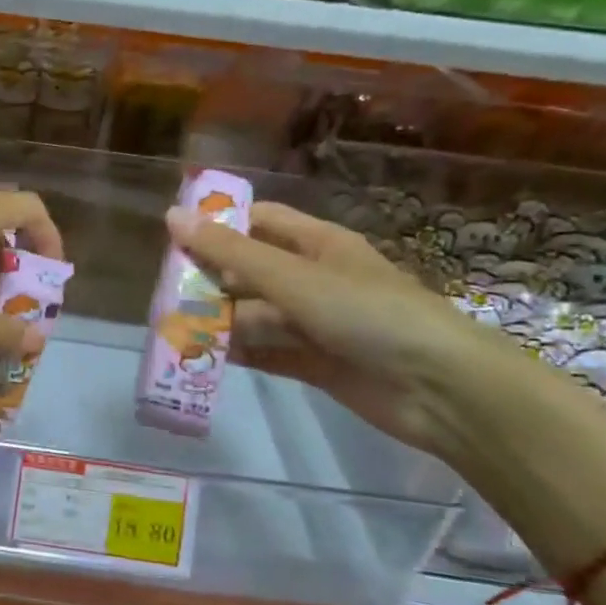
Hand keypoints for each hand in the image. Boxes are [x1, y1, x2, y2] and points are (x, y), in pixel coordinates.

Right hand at [165, 200, 498, 458]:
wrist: (441, 389)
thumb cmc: (367, 313)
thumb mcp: (293, 276)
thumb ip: (230, 251)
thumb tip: (171, 215)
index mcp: (317, 243)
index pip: (258, 221)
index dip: (218, 223)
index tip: (172, 235)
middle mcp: (314, 279)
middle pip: (251, 271)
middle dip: (211, 279)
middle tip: (164, 292)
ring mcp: (316, 323)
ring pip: (256, 315)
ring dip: (220, 321)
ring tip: (174, 329)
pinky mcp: (317, 363)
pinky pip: (268, 352)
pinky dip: (240, 354)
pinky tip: (205, 358)